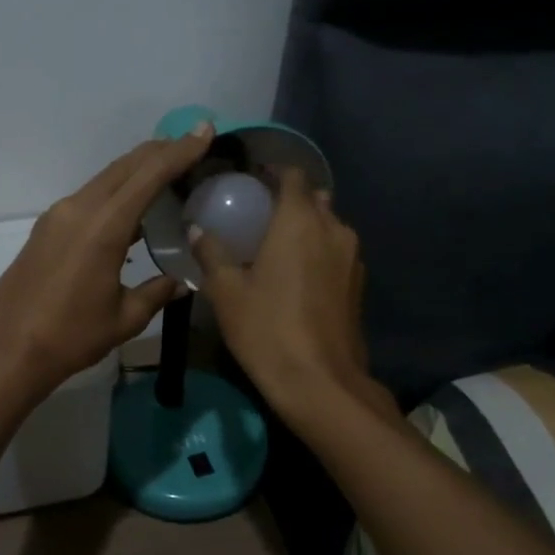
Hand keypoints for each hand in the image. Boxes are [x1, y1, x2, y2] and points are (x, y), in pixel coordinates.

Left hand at [0, 123, 216, 398]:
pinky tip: (130, 207)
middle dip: (160, 151)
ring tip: (167, 169)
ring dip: (136, 170)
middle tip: (190, 143)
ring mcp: (57, 216)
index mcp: (103, 226)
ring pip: (104, 179)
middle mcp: (78, 209)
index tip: (204, 131)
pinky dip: (115, 191)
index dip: (180, 151)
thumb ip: (156, 292)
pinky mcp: (46, 229)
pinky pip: (89, 197)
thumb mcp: (124, 318)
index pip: (149, 175)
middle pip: (125, 167)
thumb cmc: (70, 337)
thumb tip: (180, 283)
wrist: (7, 349)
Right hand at [192, 168, 384, 429]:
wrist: (320, 381)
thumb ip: (211, 253)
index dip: (272, 172)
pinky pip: (336, 251)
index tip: (250, 180)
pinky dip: (317, 251)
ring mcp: (351, 257)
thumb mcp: (226, 292)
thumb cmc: (266, 329)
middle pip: (313, 199)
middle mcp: (332, 229)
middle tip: (257, 215)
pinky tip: (296, 275)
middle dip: (288, 200)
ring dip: (305, 227)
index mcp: (299, 222)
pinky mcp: (358, 283)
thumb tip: (196, 229)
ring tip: (275, 245)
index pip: (293, 176)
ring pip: (328, 226)